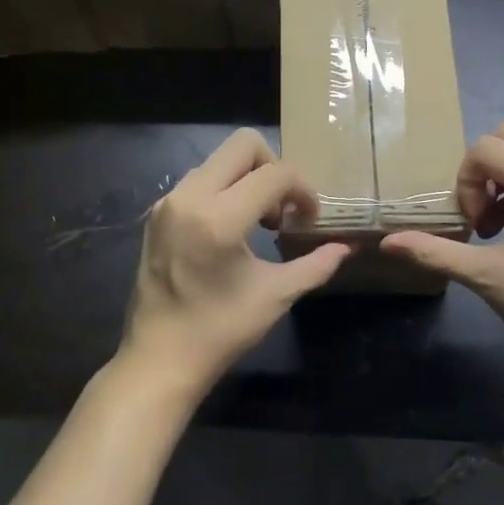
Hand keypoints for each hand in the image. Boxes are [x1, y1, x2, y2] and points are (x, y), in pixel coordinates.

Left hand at [119, 129, 349, 401]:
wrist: (158, 360)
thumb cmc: (219, 331)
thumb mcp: (275, 296)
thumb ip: (315, 265)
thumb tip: (345, 248)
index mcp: (219, 218)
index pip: (275, 173)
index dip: (303, 190)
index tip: (310, 220)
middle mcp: (189, 197)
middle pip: (243, 144)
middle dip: (274, 168)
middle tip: (282, 209)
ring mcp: (169, 202)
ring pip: (219, 160)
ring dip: (248, 178)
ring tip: (258, 223)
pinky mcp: (157, 212)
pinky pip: (200, 179)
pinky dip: (224, 190)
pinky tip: (231, 230)